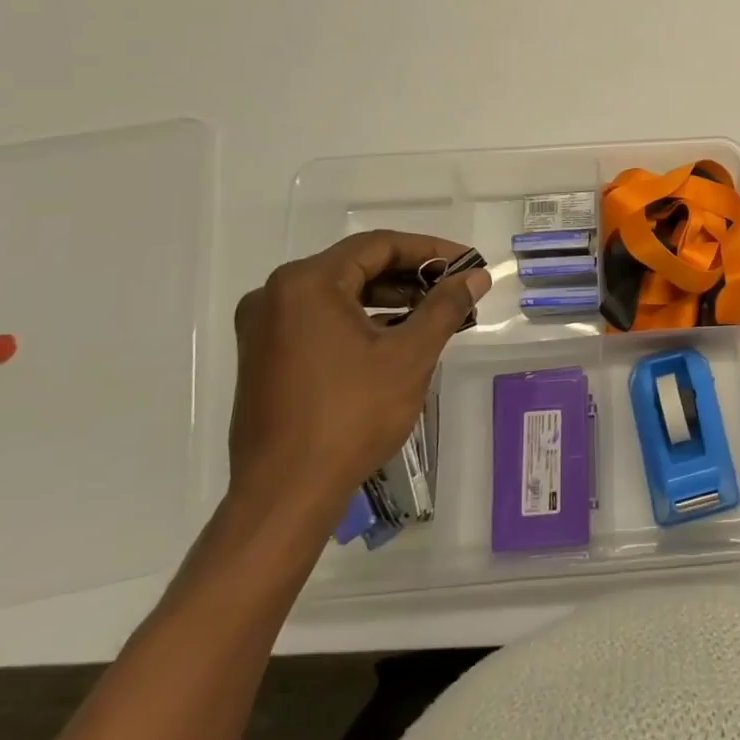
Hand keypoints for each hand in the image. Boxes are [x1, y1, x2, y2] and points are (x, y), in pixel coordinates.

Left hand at [229, 231, 490, 515]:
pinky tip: (396, 337)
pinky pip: (321, 318)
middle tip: (455, 289)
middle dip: (411, 276)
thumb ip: (445, 306)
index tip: (467, 264)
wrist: (285, 494)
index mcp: (307, 283)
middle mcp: (276, 294)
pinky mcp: (264, 356)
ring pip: (340, 293)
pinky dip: (361, 319)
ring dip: (389, 298)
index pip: (379, 246)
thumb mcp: (410, 354)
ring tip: (435, 313)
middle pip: (357, 266)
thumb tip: (476, 276)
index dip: (430, 251)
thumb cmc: (351, 415)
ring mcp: (264, 327)